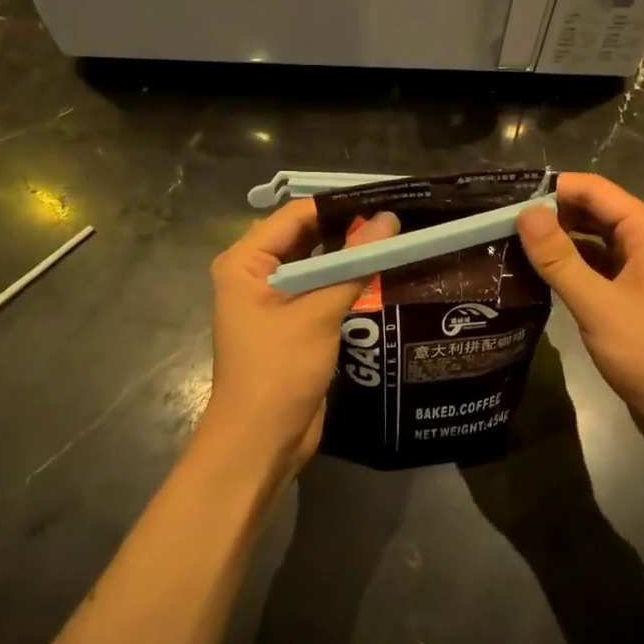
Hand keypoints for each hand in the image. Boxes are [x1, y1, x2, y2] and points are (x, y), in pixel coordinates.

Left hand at [199, 201, 398, 488]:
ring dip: (349, 255)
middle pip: (306, 237)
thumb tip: (389, 221)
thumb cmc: (278, 372)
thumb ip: (353, 265)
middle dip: (347, 228)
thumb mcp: (317, 314)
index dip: (338, 204)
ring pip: (316, 264)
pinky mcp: (291, 324)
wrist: (260, 444)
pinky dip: (346, 281)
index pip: (295, 215)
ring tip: (396, 239)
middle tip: (398, 218)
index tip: (385, 198)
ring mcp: (273, 300)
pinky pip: (320, 290)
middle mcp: (255, 274)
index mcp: (245, 262)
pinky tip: (381, 274)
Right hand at [517, 173, 643, 445]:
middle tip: (502, 227)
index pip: (593, 189)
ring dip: (559, 240)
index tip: (507, 202)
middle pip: (593, 210)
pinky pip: (597, 263)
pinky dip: (571, 264)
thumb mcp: (597, 304)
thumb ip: (559, 258)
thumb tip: (524, 213)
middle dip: (552, 215)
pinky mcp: (633, 290)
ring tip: (512, 247)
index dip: (551, 190)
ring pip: (593, 237)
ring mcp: (642, 265)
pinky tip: (539, 274)